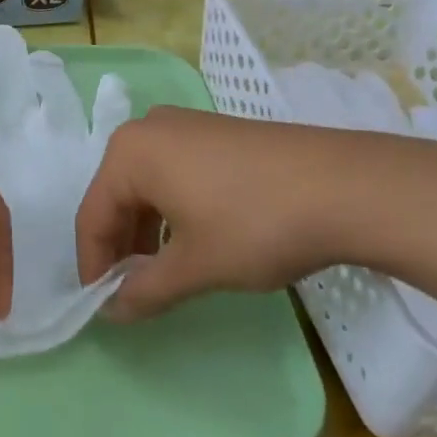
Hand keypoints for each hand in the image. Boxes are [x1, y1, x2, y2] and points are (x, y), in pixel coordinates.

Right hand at [74, 107, 436, 321]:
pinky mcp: (217, 133)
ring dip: (147, 231)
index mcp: (129, 153)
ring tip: (164, 273)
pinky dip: (173, 210)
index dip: (94, 265)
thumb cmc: (254, 224)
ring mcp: (186, 126)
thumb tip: (112, 309)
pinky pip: (175, 173)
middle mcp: (149, 129)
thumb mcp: (195, 266)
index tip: (102, 306)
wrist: (344, 186)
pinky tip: (196, 239)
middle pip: (116, 195)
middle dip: (121, 247)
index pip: (92, 215)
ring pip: (147, 185)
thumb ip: (145, 289)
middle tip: (133, 292)